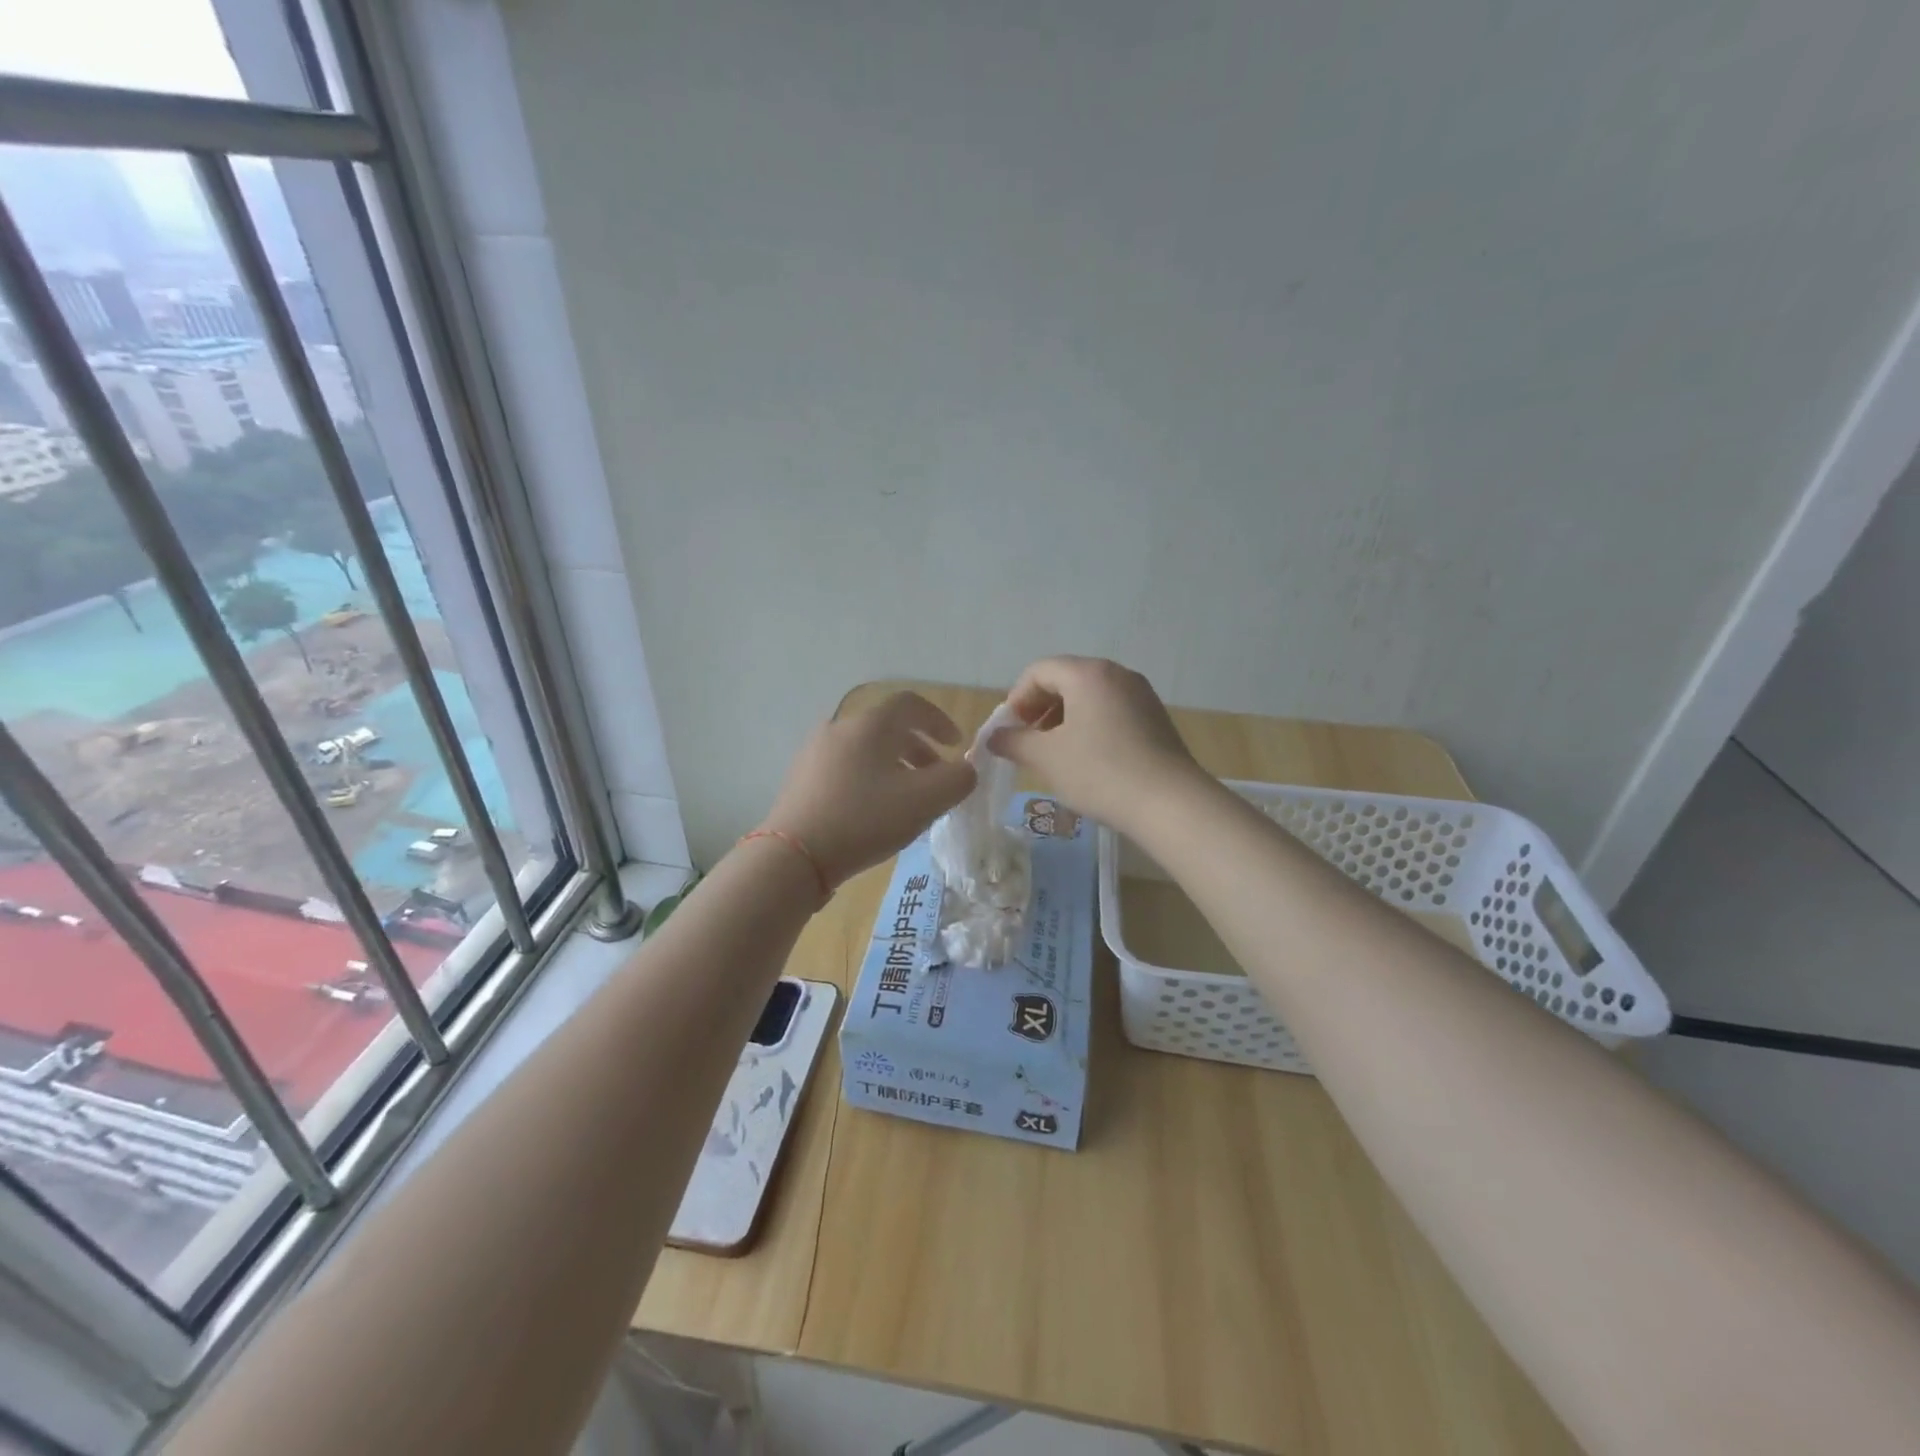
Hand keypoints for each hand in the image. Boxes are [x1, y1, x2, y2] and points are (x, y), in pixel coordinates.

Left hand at [760, 691, 976, 888]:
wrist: (794, 856)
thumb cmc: (865, 819)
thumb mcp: (925, 801)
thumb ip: (958, 780)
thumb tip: (965, 770)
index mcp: (870, 724)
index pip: (911, 704)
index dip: (939, 720)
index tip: (956, 745)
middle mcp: (840, 728)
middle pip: (888, 728)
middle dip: (919, 749)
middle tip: (937, 777)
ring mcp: (815, 752)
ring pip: (866, 749)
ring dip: (894, 766)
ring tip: (908, 799)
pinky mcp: (801, 777)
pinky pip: (846, 767)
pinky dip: (869, 778)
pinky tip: (873, 811)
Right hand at [989, 656, 1205, 833]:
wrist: (1170, 803)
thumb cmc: (1100, 772)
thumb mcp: (1047, 757)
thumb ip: (1014, 742)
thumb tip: (995, 737)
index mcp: (1088, 673)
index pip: (1039, 671)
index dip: (1017, 698)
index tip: (1011, 731)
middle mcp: (1117, 674)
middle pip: (1066, 679)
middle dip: (1040, 708)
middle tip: (1029, 742)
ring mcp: (1141, 695)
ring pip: (1090, 697)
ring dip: (1064, 719)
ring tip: (1056, 754)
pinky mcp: (1156, 718)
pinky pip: (1112, 711)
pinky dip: (1090, 726)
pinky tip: (1088, 760)